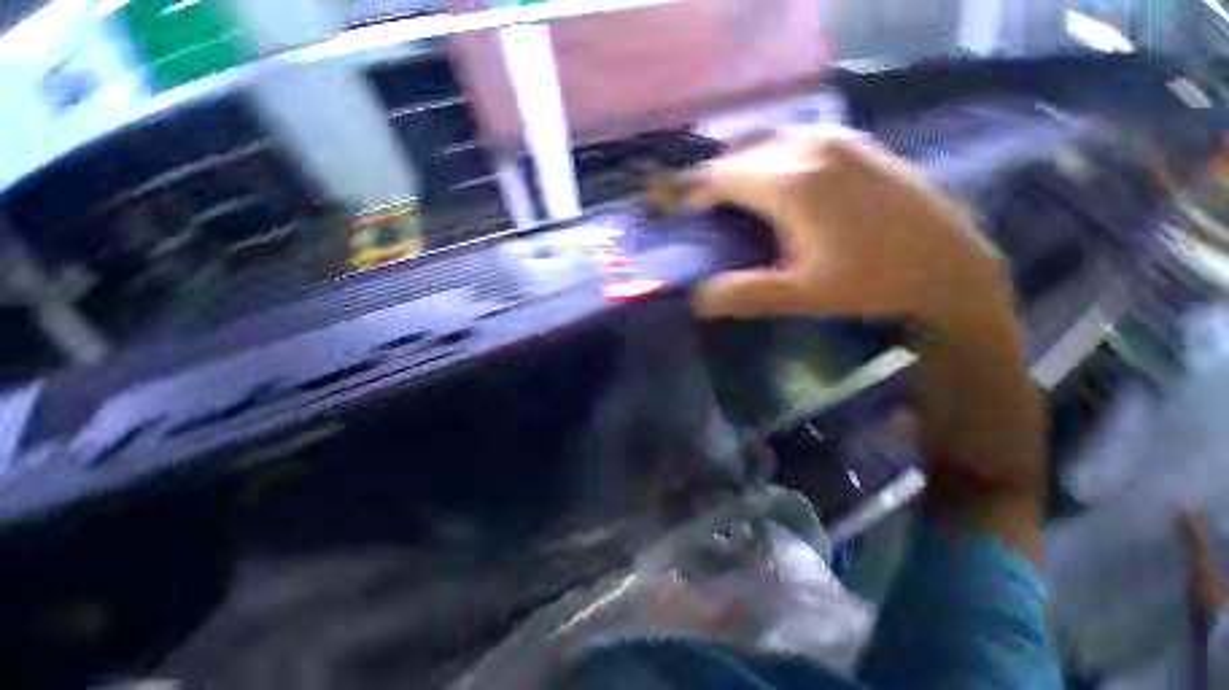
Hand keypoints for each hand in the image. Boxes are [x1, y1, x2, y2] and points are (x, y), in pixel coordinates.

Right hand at [685, 128, 1012, 328]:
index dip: (684, 189)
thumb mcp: (801, 296)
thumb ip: (742, 294)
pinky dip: (763, 157)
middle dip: (704, 178)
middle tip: (681, 201)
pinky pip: (791, 140)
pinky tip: (762, 178)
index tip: (657, 199)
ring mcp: (837, 138)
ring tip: (715, 192)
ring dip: (733, 165)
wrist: (951, 265)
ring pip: (764, 143)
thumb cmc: (874, 282)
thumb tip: (696, 298)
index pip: (720, 177)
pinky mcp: (855, 143)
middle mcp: (811, 147)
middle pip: (738, 155)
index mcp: (793, 183)